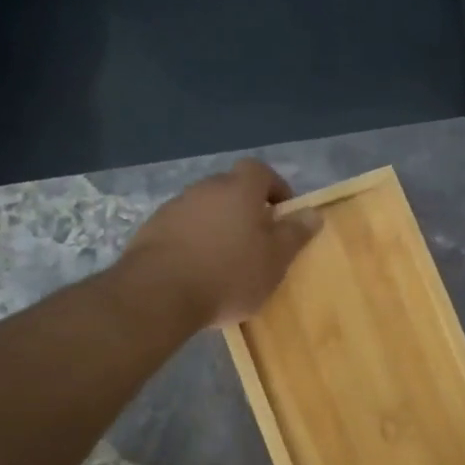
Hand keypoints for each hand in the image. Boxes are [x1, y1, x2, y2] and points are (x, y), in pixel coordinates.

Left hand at [120, 160, 321, 327]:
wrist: (159, 293)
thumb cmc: (229, 274)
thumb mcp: (274, 260)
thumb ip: (294, 234)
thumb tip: (313, 212)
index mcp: (239, 189)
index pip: (260, 171)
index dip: (274, 187)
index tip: (282, 212)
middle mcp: (205, 188)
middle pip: (230, 189)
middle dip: (245, 208)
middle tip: (256, 240)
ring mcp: (174, 207)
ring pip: (204, 209)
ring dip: (217, 226)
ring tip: (225, 259)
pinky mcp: (150, 230)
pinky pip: (181, 229)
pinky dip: (193, 242)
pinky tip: (196, 270)